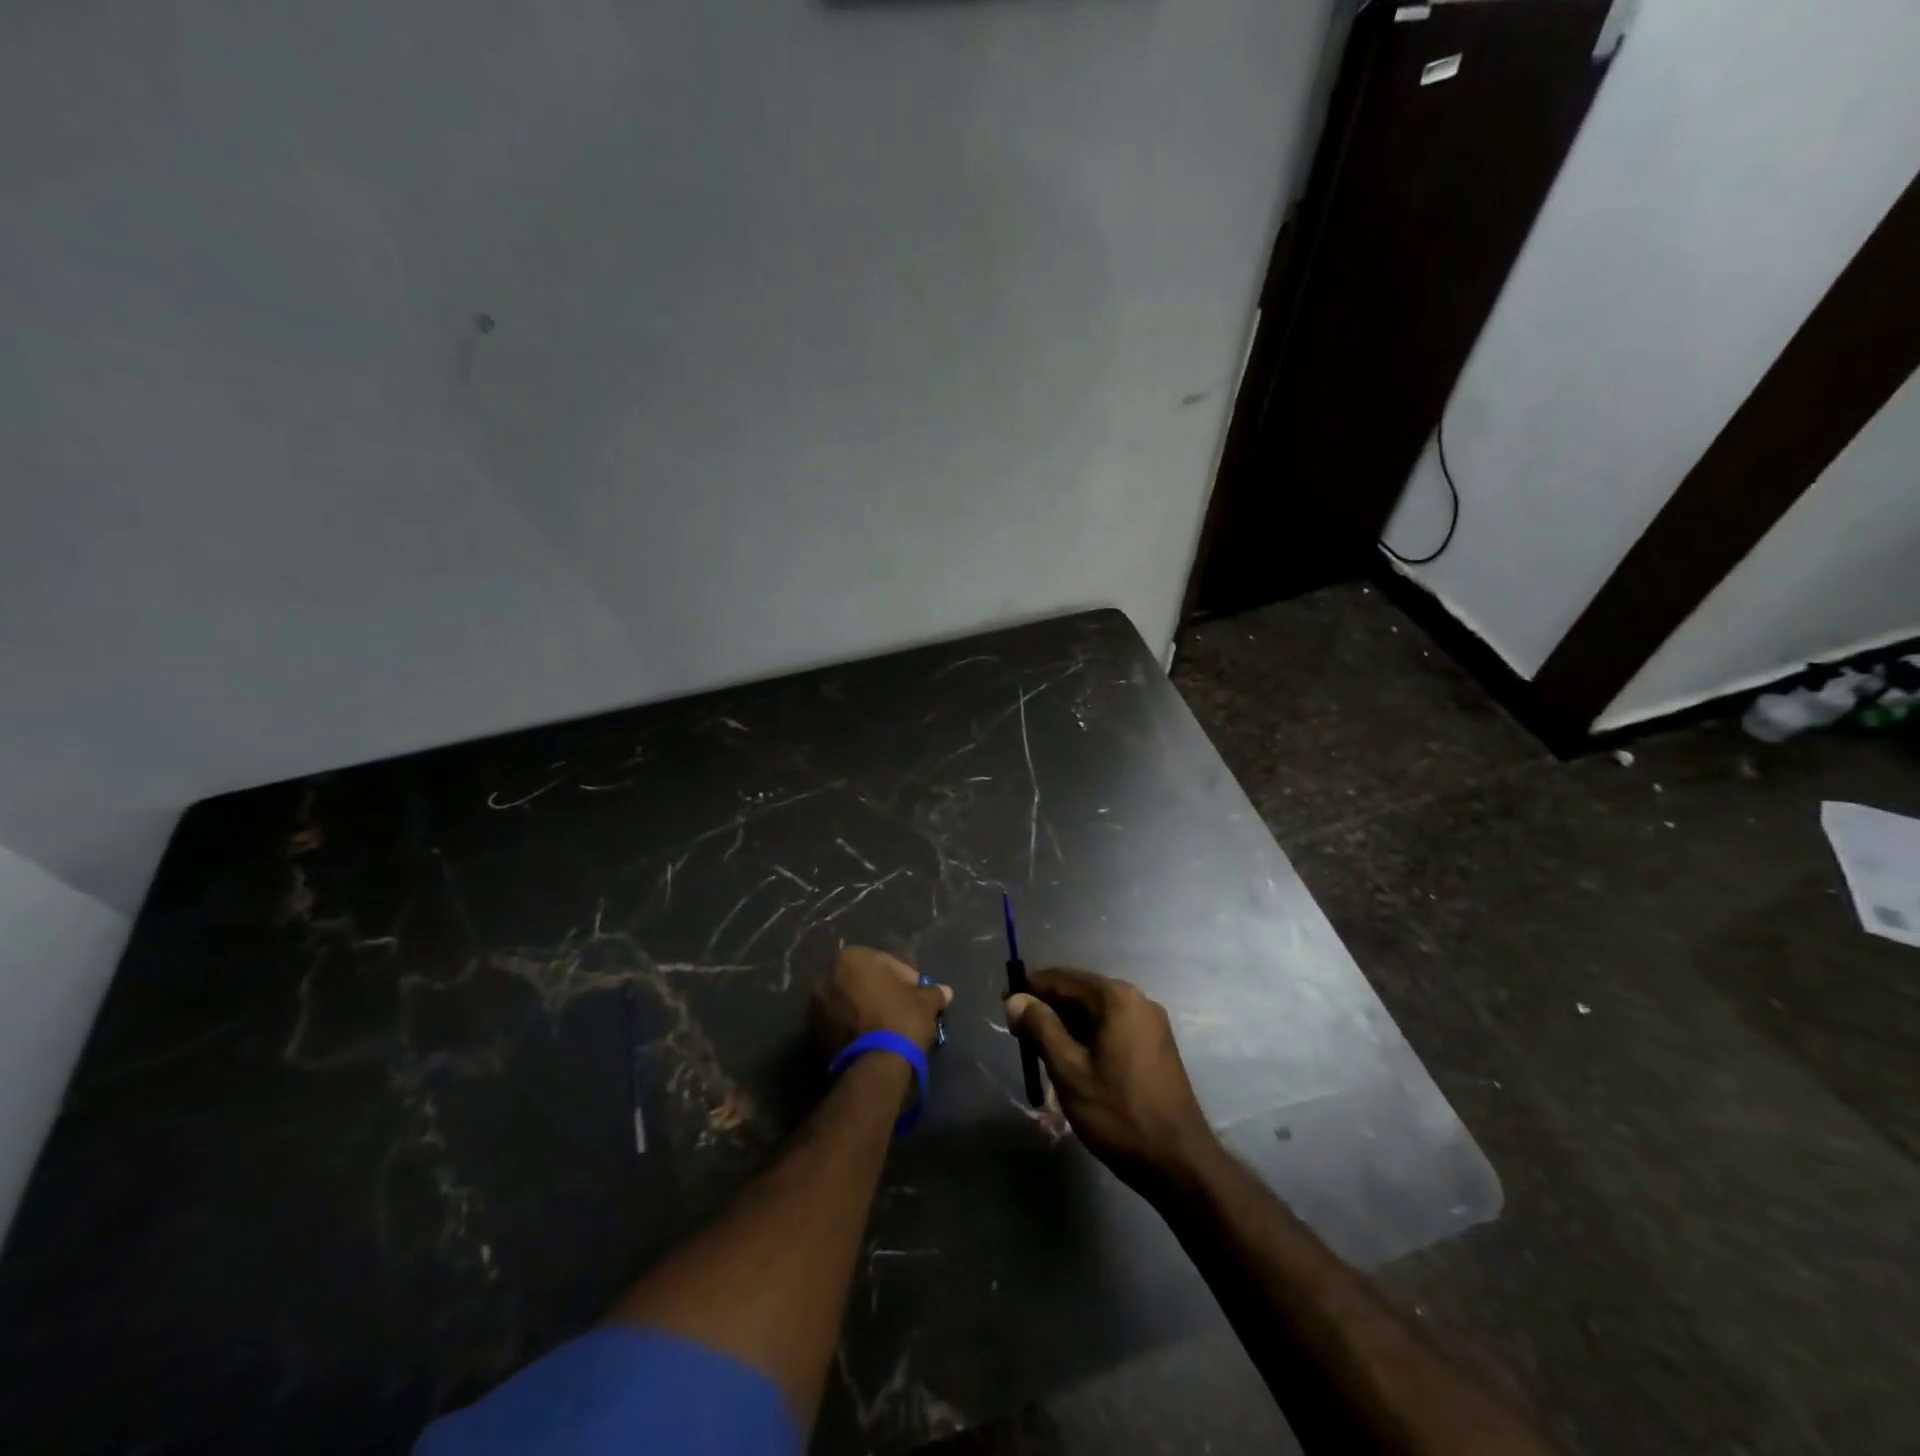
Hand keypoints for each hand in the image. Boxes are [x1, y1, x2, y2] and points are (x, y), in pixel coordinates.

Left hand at [811, 946, 951, 1056]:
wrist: (874, 1066)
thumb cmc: (900, 1020)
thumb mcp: (925, 1003)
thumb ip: (933, 992)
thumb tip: (946, 991)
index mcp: (851, 959)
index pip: (885, 963)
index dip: (906, 978)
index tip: (918, 995)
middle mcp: (826, 977)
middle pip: (863, 981)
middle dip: (882, 992)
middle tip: (903, 1008)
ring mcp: (815, 1007)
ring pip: (849, 1002)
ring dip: (866, 1010)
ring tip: (887, 1027)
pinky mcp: (812, 1035)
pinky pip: (839, 1023)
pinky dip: (854, 1027)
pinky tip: (872, 1040)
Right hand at [1007, 968, 1212, 1190]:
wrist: (1180, 1162)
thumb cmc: (1119, 1114)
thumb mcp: (1069, 1070)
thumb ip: (1040, 1028)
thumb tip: (1015, 999)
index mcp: (1115, 997)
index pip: (1061, 979)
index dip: (1029, 991)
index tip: (1004, 1009)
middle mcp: (1136, 998)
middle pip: (1079, 992)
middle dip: (1048, 1010)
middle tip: (1020, 1037)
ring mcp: (1150, 1021)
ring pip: (1095, 1012)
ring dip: (1067, 1026)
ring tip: (1042, 1054)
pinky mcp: (1156, 1044)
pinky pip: (1112, 1027)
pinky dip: (1089, 1036)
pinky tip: (1075, 1063)